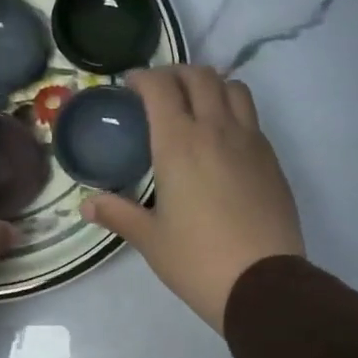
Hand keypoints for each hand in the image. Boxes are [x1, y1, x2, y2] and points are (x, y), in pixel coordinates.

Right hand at [81, 66, 304, 332]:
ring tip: (196, 105)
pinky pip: (251, 117)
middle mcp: (217, 130)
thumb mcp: (151, 239)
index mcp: (179, 144)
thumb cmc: (197, 260)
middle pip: (200, 76)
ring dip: (211, 85)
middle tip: (160, 91)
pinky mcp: (271, 159)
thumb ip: (118, 213)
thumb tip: (86, 204)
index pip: (161, 87)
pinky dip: (233, 111)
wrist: (263, 282)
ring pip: (233, 88)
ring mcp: (250, 141)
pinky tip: (223, 139)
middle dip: (176, 74)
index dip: (143, 77)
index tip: (130, 86)